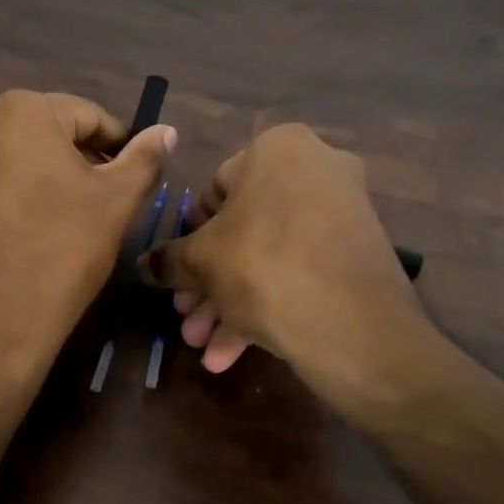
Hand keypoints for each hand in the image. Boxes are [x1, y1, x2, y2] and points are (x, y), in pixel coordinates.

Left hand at [0, 90, 175, 377]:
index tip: (138, 178)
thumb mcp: (115, 202)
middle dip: (82, 164)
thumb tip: (166, 131)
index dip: (121, 145)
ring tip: (73, 224)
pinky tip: (34, 237)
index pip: (88, 116)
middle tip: (109, 205)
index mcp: (20, 111)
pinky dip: (17, 201)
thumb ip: (144, 159)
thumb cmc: (60, 251)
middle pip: (48, 135)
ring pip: (17, 162)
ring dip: (49, 182)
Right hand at [139, 124, 438, 414]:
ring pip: (270, 257)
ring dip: (231, 303)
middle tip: (187, 318)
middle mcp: (317, 169)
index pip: (214, 190)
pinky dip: (268, 305)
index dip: (189, 236)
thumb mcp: (202, 262)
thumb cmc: (263, 267)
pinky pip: (301, 271)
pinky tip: (233, 354)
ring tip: (204, 347)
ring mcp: (343, 213)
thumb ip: (169, 259)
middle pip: (243, 230)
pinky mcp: (359, 254)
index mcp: (277, 148)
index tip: (177, 271)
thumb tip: (144, 264)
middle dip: (209, 282)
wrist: (353, 326)